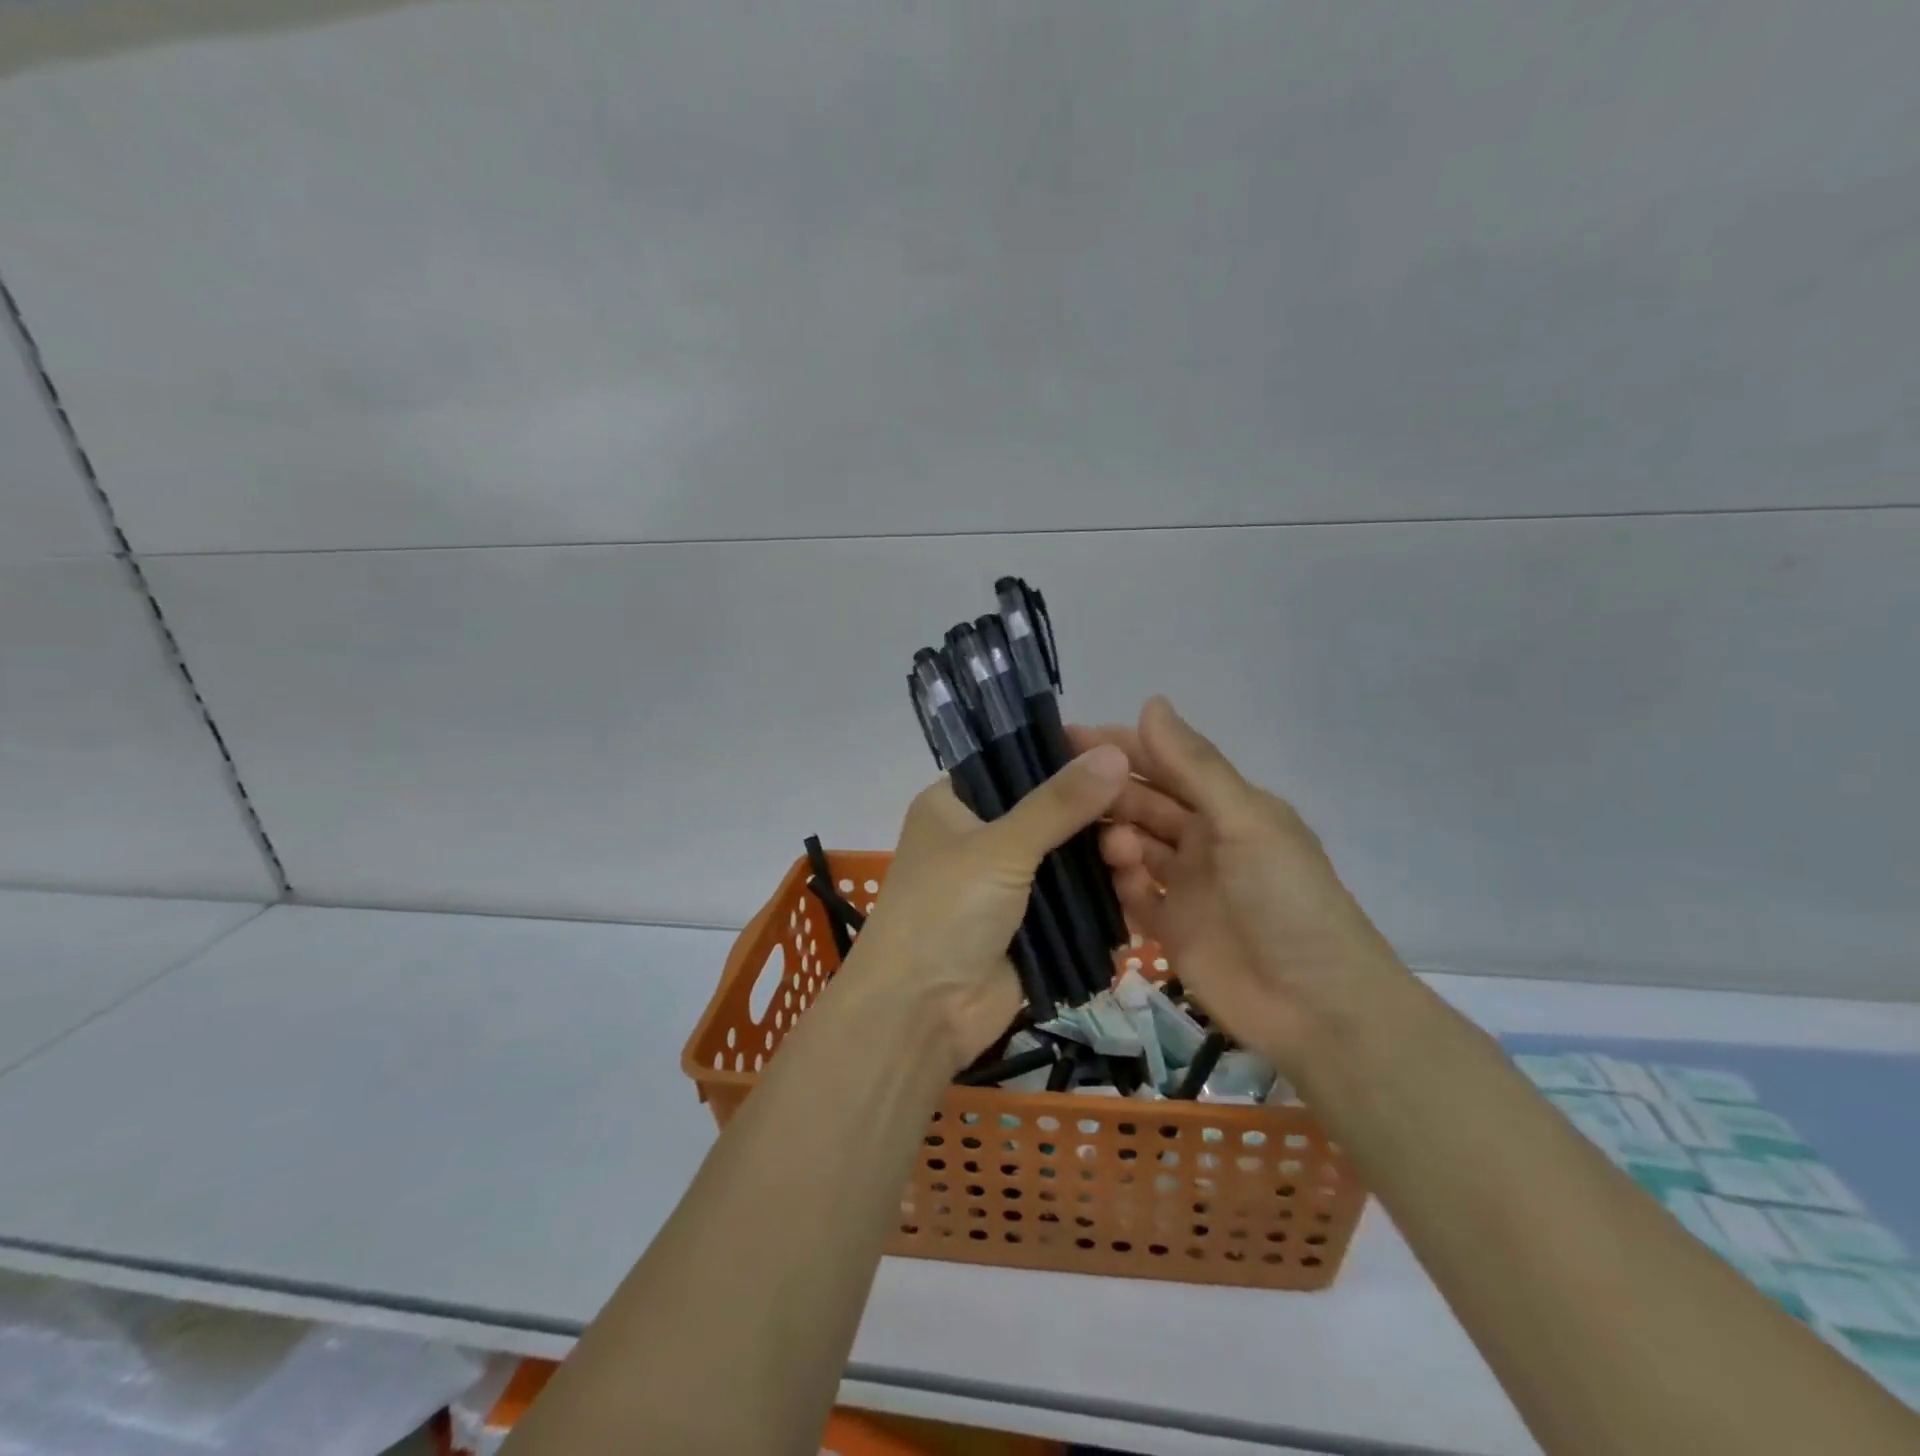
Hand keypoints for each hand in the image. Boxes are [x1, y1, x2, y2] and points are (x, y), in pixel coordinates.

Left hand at [839, 744, 1130, 1070]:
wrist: (921, 1015)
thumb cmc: (945, 912)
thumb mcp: (1000, 849)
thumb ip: (1058, 803)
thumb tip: (1113, 752)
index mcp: (955, 803)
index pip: (1016, 761)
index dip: (1065, 753)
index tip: (1120, 748)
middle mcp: (981, 836)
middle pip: (1049, 809)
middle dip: (1095, 809)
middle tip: (1145, 804)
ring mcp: (1008, 882)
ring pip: (1068, 854)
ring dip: (1103, 852)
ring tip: (1139, 851)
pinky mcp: (1031, 923)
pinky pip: (1075, 896)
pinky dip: (1103, 890)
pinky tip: (1139, 880)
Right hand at [1074, 697, 1406, 1071]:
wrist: (1316, 1007)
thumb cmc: (1287, 900)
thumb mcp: (1246, 822)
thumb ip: (1195, 767)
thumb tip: (1150, 702)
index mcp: (1227, 808)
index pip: (1166, 764)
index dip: (1123, 747)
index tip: (1071, 735)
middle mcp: (1202, 840)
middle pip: (1144, 804)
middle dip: (1109, 793)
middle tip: (1066, 788)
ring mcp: (1185, 886)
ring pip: (1133, 847)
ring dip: (1115, 840)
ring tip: (1112, 846)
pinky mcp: (1170, 929)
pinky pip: (1133, 896)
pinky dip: (1122, 885)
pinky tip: (1122, 882)